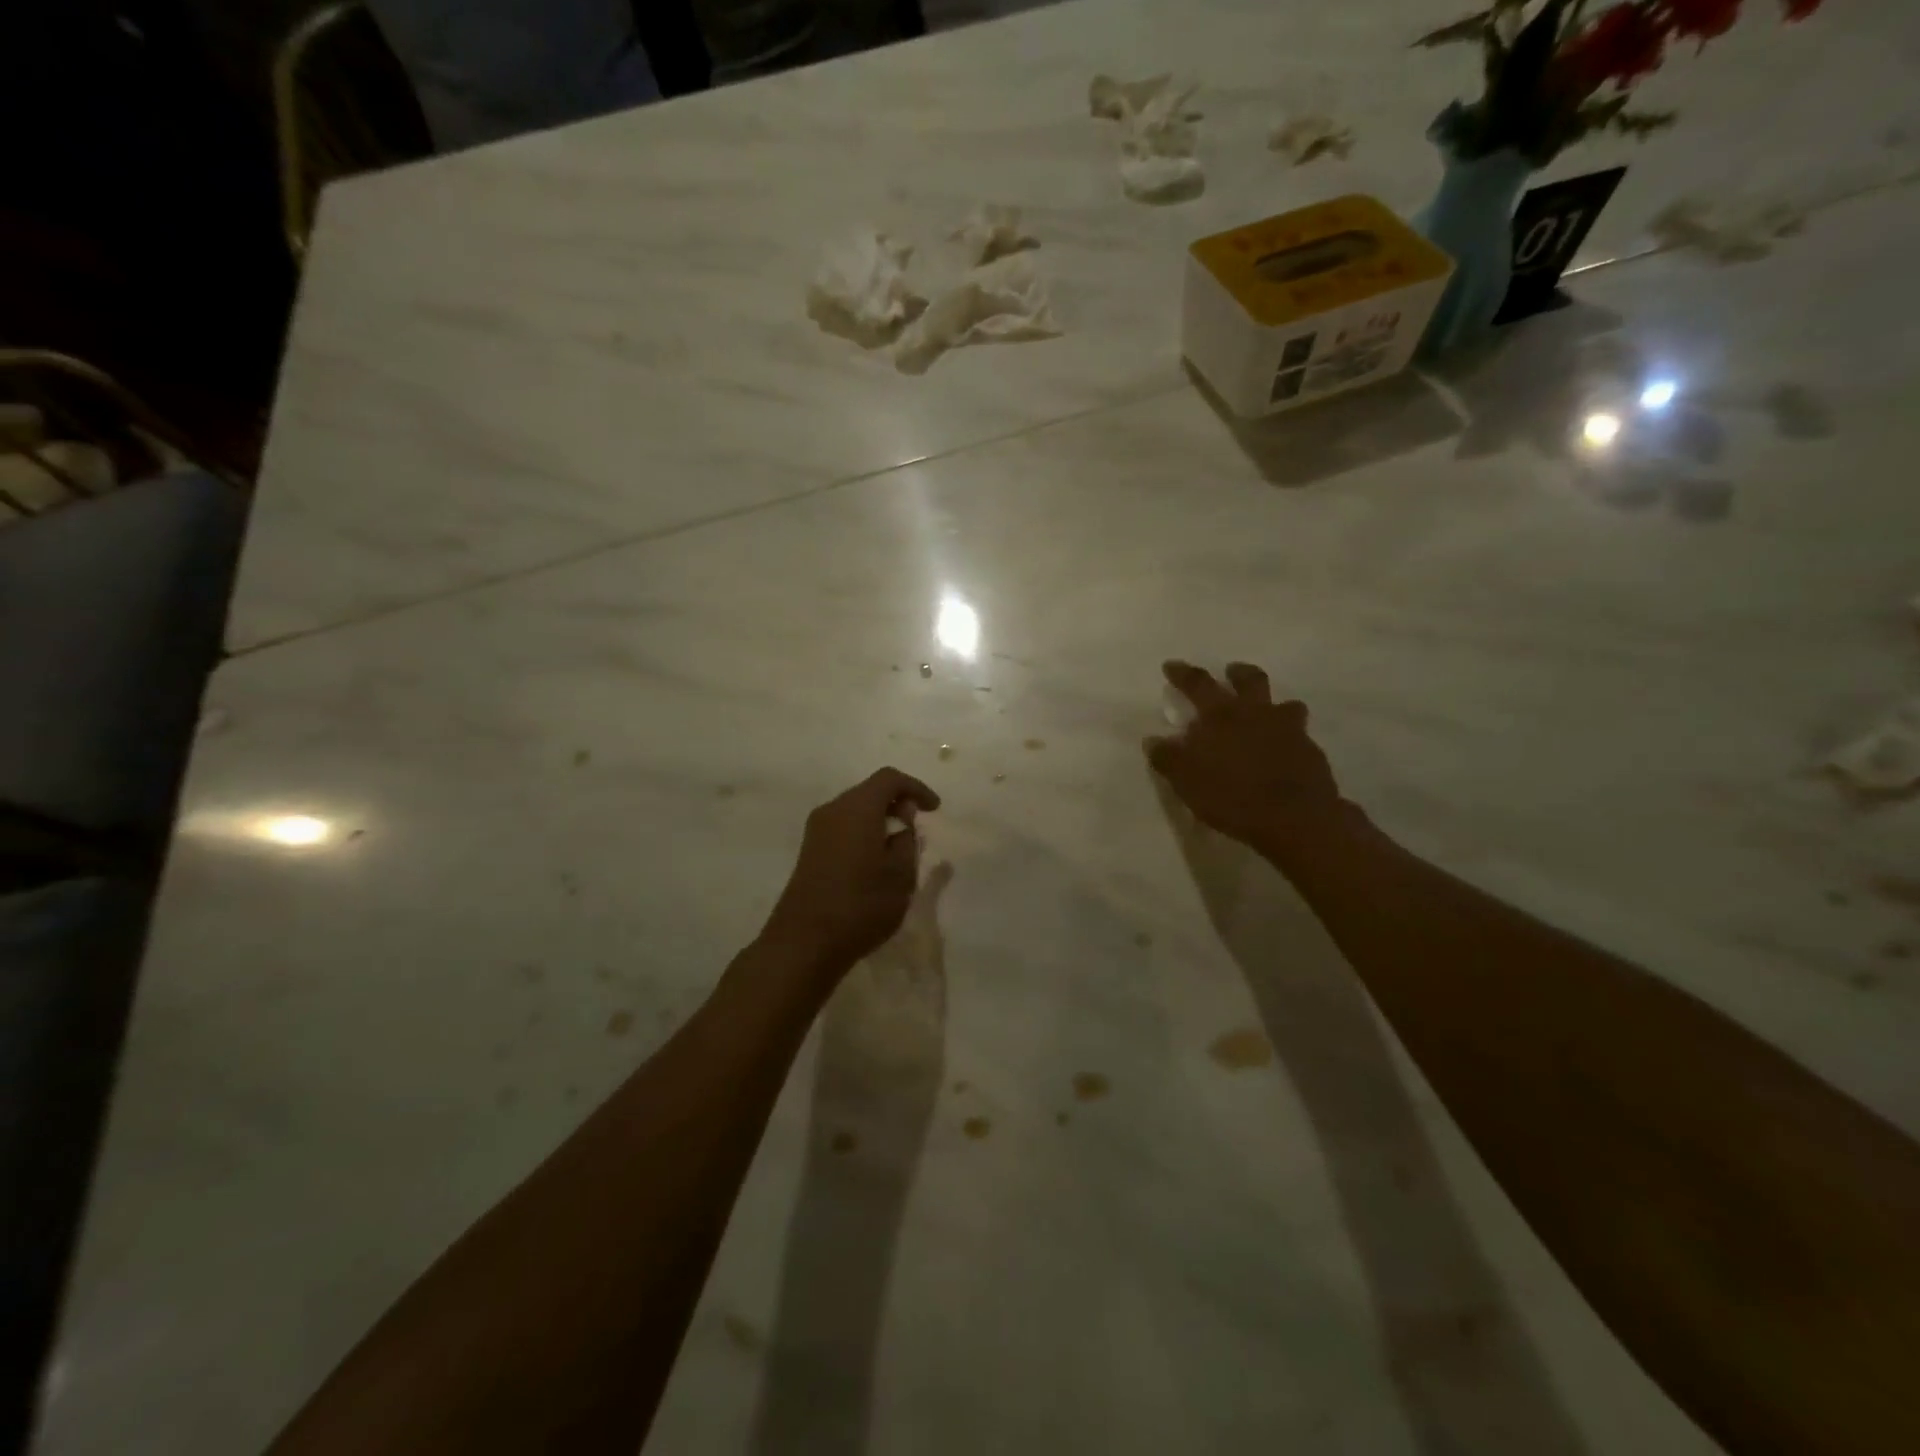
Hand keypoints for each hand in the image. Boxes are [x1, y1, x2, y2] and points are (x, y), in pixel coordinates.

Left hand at [761, 768, 941, 976]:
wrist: (805, 942)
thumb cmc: (861, 905)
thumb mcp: (901, 875)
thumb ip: (907, 841)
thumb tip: (901, 824)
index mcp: (857, 808)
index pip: (890, 779)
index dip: (916, 788)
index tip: (934, 809)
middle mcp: (833, 810)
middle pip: (869, 791)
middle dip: (897, 803)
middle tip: (917, 827)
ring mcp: (816, 831)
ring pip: (855, 810)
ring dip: (880, 819)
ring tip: (899, 847)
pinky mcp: (809, 851)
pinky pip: (843, 828)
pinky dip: (864, 832)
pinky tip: (876, 860)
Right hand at [1145, 661, 1358, 860]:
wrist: (1294, 818)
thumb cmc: (1232, 796)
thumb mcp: (1186, 782)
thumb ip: (1168, 758)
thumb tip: (1152, 740)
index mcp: (1220, 716)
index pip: (1197, 684)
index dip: (1183, 673)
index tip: (1172, 665)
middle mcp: (1256, 713)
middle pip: (1249, 680)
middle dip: (1237, 673)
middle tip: (1230, 672)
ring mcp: (1288, 729)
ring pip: (1284, 703)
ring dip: (1272, 703)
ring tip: (1266, 710)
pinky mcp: (1310, 750)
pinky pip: (1299, 733)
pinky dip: (1289, 734)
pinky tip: (1283, 749)